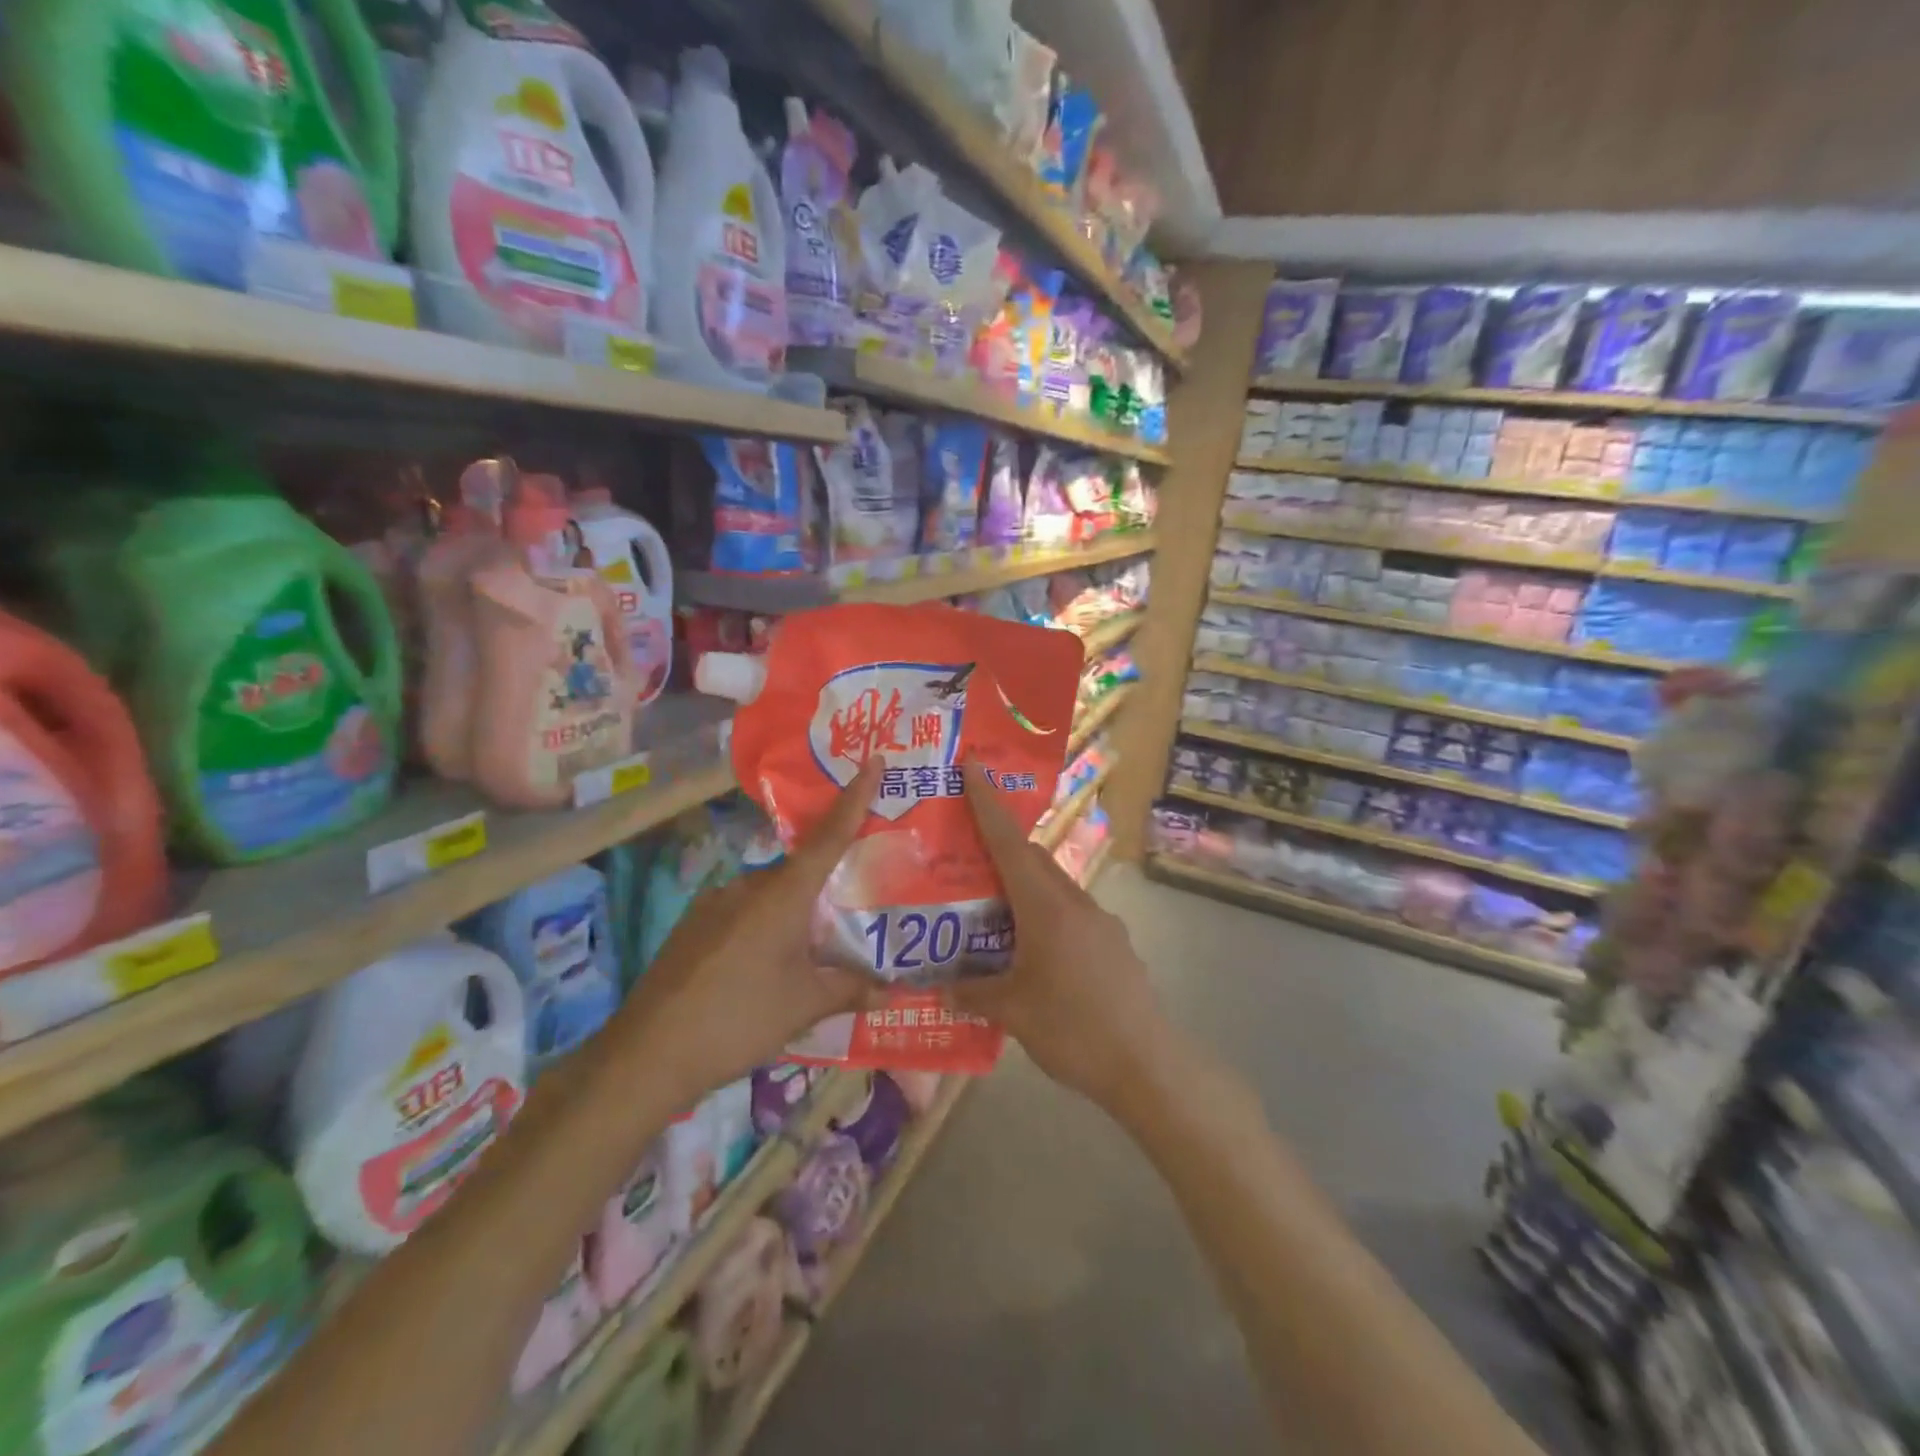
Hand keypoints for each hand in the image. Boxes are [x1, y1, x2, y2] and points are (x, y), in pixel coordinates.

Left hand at [608, 760, 880, 1101]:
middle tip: (851, 908)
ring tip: (807, 953)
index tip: (873, 760)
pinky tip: (763, 967)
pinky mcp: (693, 925)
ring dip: (792, 913)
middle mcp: (748, 885)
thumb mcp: (804, 1006)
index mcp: (783, 894)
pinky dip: (762, 927)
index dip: (855, 798)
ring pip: (769, 895)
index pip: (830, 835)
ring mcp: (714, 902)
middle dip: (826, 885)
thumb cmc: (739, 1019)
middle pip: (800, 871)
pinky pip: (742, 912)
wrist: (647, 1054)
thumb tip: (892, 992)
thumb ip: (850, 990)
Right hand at [949, 761, 1169, 1108]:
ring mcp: (1101, 923)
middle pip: (1033, 860)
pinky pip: (1072, 915)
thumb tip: (938, 990)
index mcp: (1047, 907)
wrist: (1147, 1064)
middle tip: (966, 858)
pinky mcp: (1114, 945)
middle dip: (1001, 850)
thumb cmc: (1073, 1028)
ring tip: (993, 914)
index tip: (973, 766)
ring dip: (1024, 889)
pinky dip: (1046, 917)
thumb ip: (973, 994)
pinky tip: (1033, 954)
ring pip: (1054, 888)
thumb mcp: (1013, 1012)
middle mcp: (1075, 902)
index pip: (1010, 843)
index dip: (988, 804)